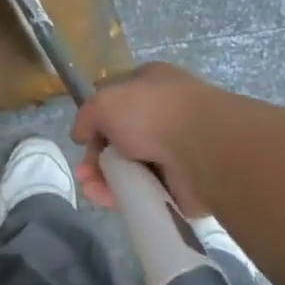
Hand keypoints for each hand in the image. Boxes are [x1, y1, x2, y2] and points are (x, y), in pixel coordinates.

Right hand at [70, 62, 218, 214]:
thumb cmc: (152, 112)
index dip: (96, 121)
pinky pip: (146, 190)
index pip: (117, 101)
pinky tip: (108, 200)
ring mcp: (176, 149)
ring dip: (107, 179)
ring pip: (131, 168)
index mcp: (152, 84)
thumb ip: (86, 117)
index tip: (83, 139)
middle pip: (121, 139)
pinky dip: (125, 196)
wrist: (204, 147)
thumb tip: (81, 135)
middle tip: (85, 173)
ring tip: (92, 190)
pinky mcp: (182, 182)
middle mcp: (166, 115)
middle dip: (97, 157)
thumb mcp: (104, 102)